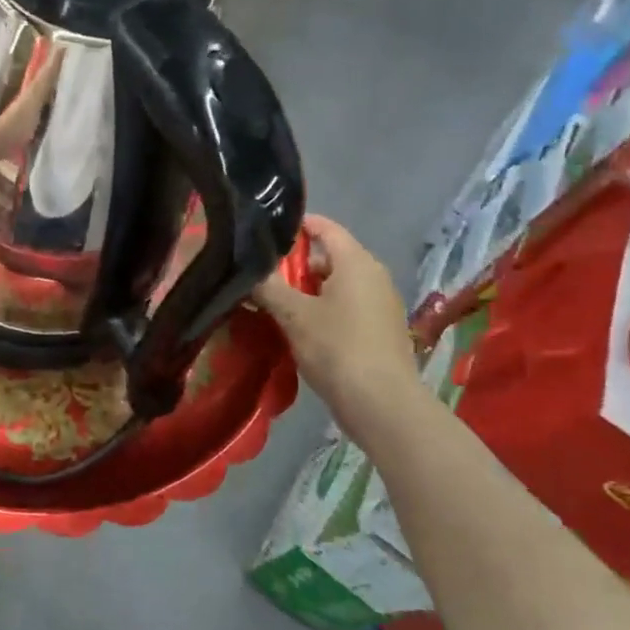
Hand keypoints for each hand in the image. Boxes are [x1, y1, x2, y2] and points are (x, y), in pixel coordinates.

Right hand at [256, 215, 419, 435]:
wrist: (381, 404)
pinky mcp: (381, 329)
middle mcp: (374, 275)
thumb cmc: (336, 348)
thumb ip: (268, 287)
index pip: (326, 228)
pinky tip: (300, 327)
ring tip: (275, 301)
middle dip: (296, 263)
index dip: (298, 225)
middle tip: (263, 274)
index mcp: (356, 262)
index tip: (266, 232)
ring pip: (338, 283)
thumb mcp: (293, 315)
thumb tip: (248, 270)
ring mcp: (381, 303)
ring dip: (308, 288)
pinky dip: (324, 308)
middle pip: (331, 256)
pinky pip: (347, 305)